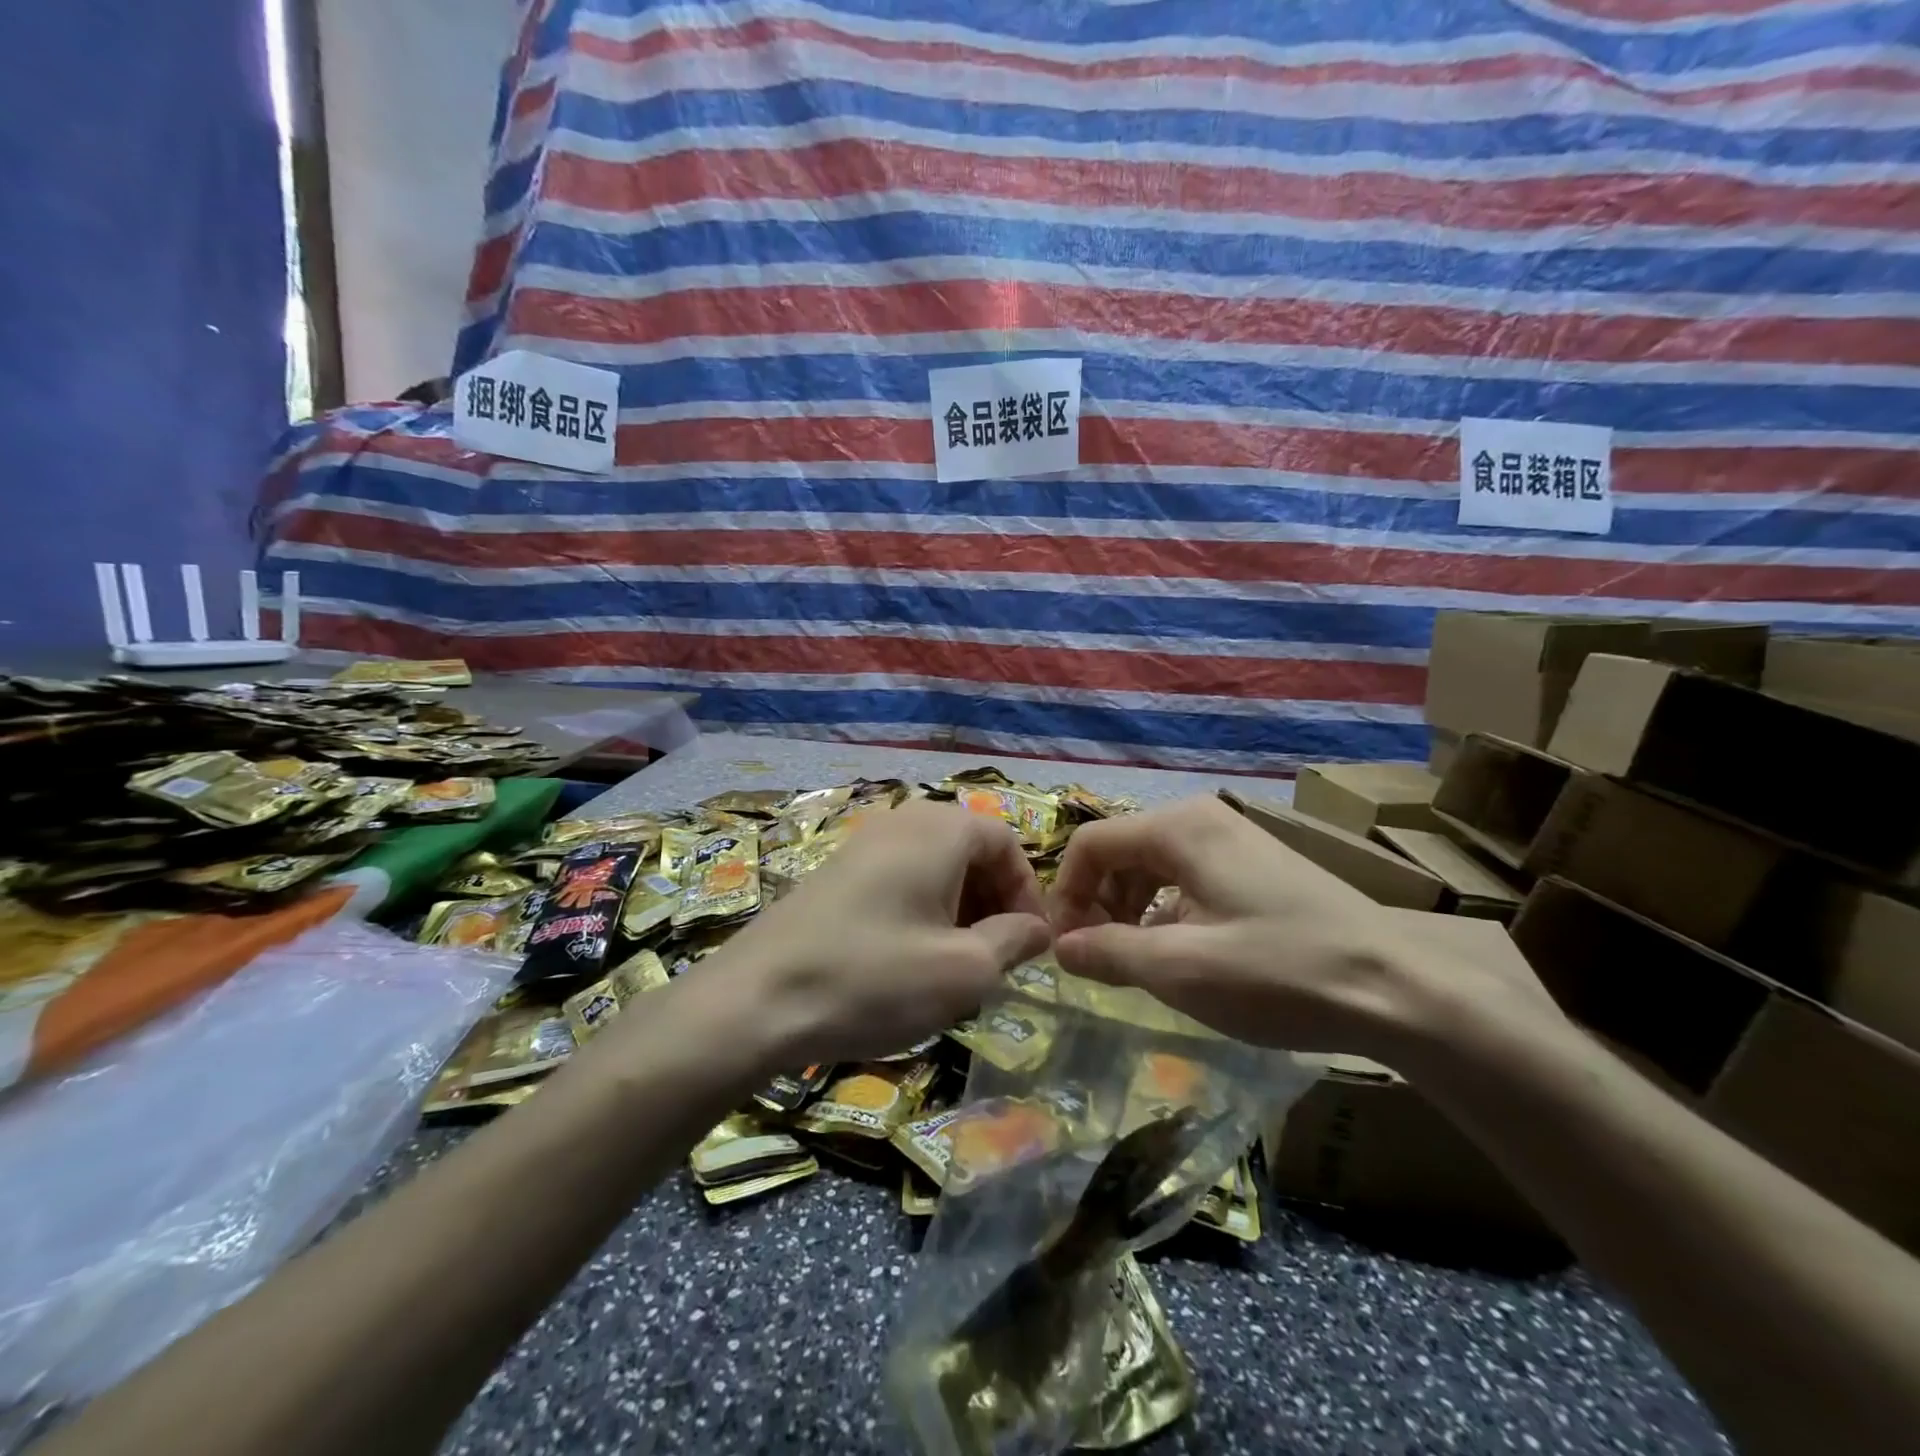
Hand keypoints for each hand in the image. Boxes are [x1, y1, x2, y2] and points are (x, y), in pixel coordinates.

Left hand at [711, 799, 1051, 1066]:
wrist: (755, 1001)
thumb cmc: (874, 979)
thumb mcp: (964, 970)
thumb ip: (1014, 941)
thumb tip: (1036, 928)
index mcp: (939, 829)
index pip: (1006, 841)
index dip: (1027, 891)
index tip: (1030, 944)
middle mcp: (901, 821)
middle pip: (969, 850)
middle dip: (993, 902)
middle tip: (996, 958)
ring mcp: (862, 843)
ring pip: (934, 867)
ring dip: (958, 910)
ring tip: (956, 966)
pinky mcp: (835, 872)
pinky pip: (898, 879)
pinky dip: (920, 911)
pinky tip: (909, 961)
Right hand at [1047, 796, 1566, 1065]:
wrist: (1401, 988)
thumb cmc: (1280, 972)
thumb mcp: (1180, 969)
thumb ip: (1107, 953)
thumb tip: (1060, 948)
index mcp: (1178, 827)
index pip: (1089, 844)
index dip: (1066, 895)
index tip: (1065, 950)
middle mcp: (1202, 818)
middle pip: (1121, 852)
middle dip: (1099, 904)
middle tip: (1099, 962)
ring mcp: (1235, 838)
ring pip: (1154, 866)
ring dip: (1131, 910)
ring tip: (1138, 963)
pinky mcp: (1258, 864)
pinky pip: (1189, 878)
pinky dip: (1168, 912)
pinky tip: (1183, 953)